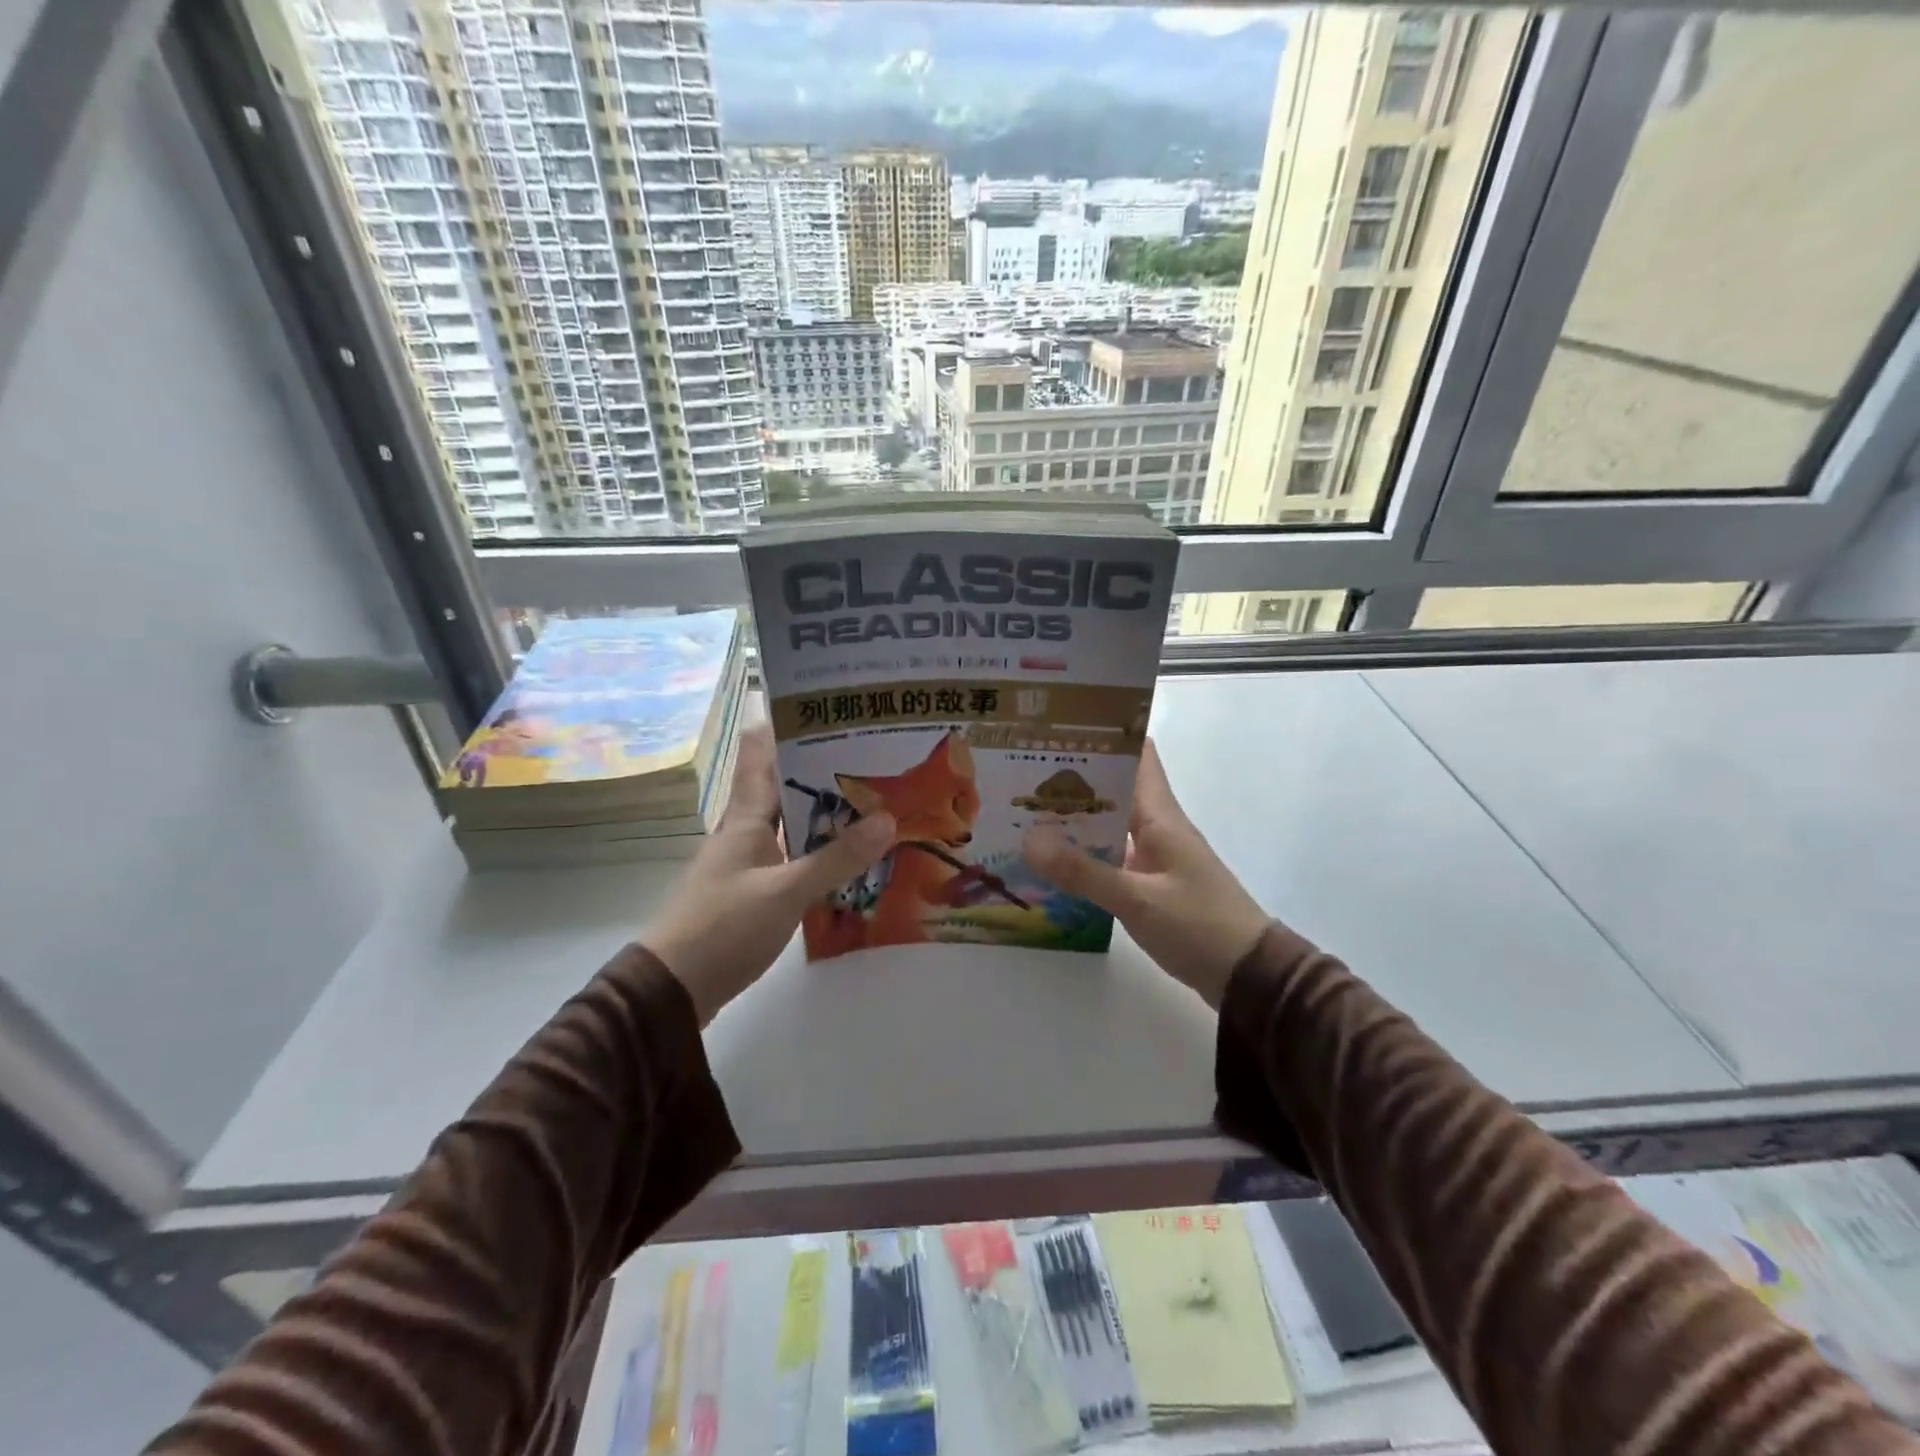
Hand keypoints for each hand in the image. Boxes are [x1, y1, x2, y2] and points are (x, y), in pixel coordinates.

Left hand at [643, 725, 894, 1023]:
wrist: (674, 988)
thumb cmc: (724, 927)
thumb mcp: (786, 892)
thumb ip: (836, 858)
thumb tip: (887, 820)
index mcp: (745, 816)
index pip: (761, 753)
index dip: (786, 723)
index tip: (825, 705)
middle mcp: (745, 830)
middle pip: (783, 784)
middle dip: (822, 767)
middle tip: (873, 753)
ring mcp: (747, 861)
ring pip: (790, 822)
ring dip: (824, 810)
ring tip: (872, 798)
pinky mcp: (752, 891)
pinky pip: (792, 856)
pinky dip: (819, 849)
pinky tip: (849, 855)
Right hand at [1022, 738, 1268, 1007]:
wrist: (1247, 975)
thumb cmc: (1199, 925)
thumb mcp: (1137, 899)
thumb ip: (1083, 871)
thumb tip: (1028, 839)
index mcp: (1160, 816)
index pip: (1138, 755)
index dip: (1104, 735)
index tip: (1059, 729)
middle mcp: (1156, 827)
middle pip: (1114, 788)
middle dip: (1073, 778)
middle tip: (1021, 772)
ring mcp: (1154, 856)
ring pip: (1109, 824)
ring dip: (1074, 817)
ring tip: (1023, 811)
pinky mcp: (1150, 883)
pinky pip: (1110, 857)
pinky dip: (1084, 854)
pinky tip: (1051, 861)